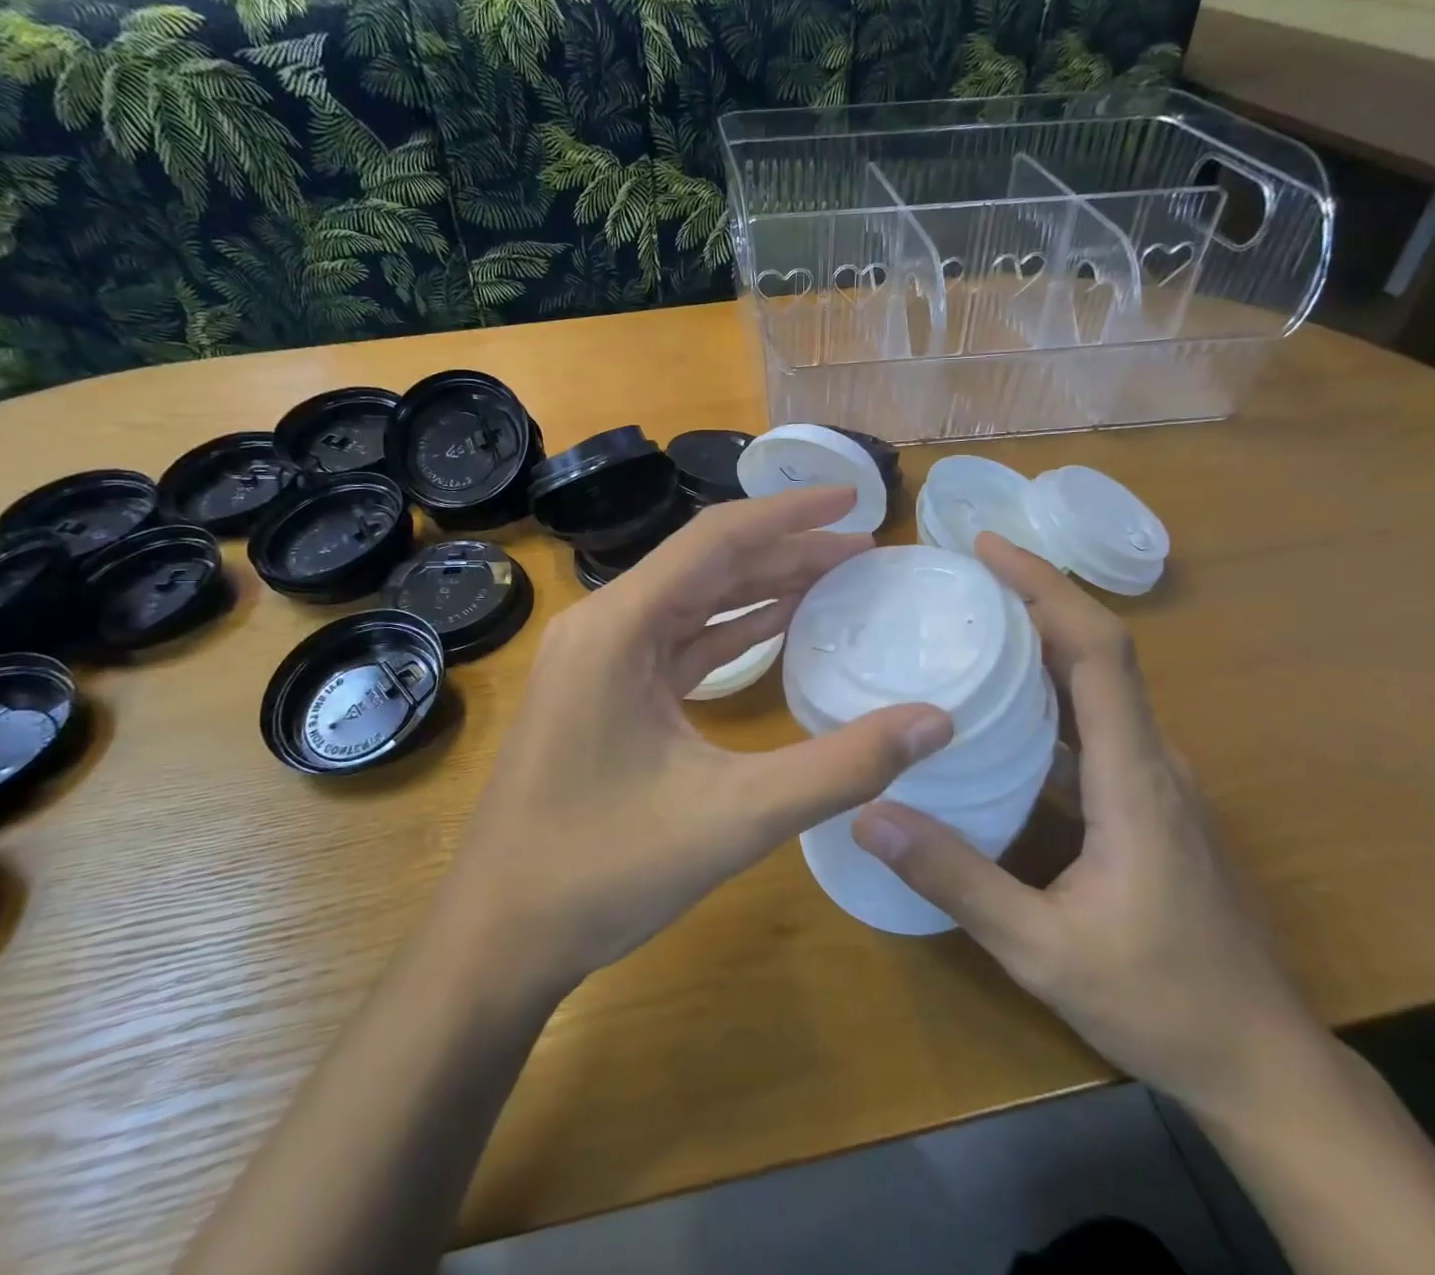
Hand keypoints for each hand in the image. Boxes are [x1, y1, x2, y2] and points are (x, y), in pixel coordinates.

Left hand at [433, 487, 954, 998]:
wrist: (497, 936)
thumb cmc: (602, 871)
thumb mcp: (734, 818)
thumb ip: (840, 767)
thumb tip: (937, 721)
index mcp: (619, 626)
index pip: (716, 539)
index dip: (790, 513)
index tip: (852, 498)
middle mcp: (603, 626)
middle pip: (707, 565)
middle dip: (786, 550)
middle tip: (863, 548)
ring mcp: (597, 660)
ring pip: (692, 602)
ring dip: (761, 587)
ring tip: (835, 577)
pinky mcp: (603, 693)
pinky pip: (677, 642)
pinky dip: (730, 631)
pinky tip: (777, 625)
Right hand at [851, 534, 1325, 1118]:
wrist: (1263, 1062)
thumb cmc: (1161, 1002)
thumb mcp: (1042, 949)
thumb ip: (956, 880)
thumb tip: (868, 814)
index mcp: (1134, 776)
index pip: (1097, 650)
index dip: (1046, 587)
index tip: (987, 549)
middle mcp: (1151, 759)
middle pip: (1097, 651)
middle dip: (1032, 598)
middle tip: (958, 578)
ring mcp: (1154, 780)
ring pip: (1097, 685)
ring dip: (1038, 643)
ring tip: (968, 627)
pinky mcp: (1148, 802)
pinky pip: (1095, 724)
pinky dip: (1047, 694)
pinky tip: (998, 716)